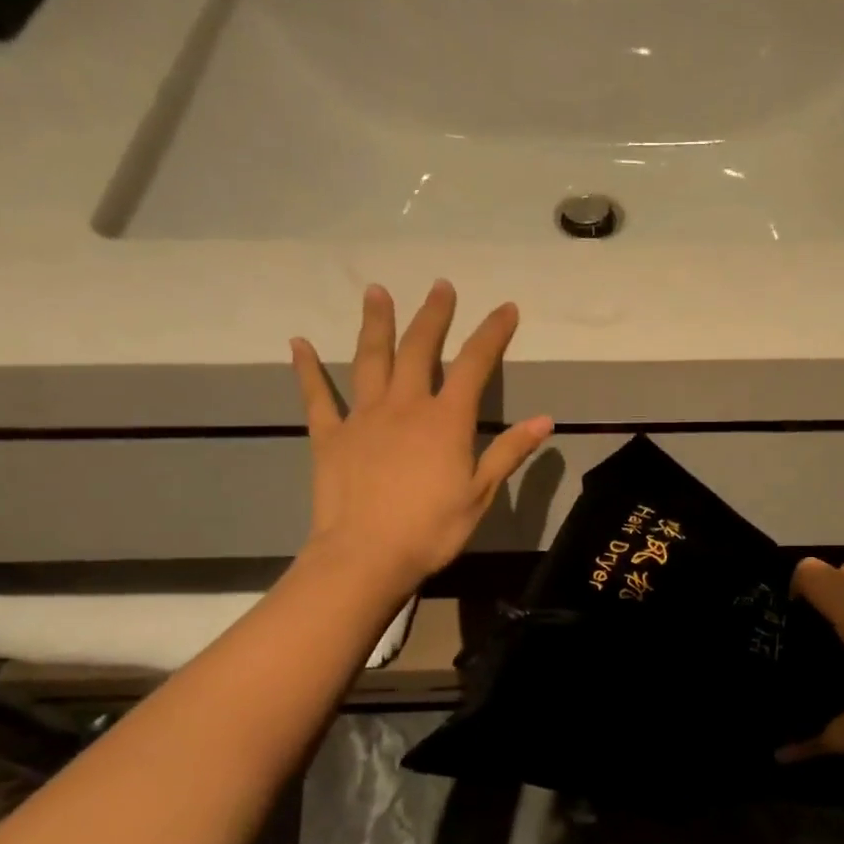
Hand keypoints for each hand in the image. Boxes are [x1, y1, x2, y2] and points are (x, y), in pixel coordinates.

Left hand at [290, 280, 553, 597]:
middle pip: (420, 349)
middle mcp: (405, 405)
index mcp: (446, 420)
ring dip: (376, 324)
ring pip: (370, 360)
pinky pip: (317, 397)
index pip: (475, 365)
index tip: (506, 308)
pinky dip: (307, 369)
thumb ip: (510, 451)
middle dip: (433, 316)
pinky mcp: (330, 436)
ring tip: (376, 291)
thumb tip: (546, 420)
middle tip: (440, 286)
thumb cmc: (432, 529)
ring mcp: (363, 417)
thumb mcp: (481, 493)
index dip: (492, 333)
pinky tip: (298, 343)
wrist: (366, 556)